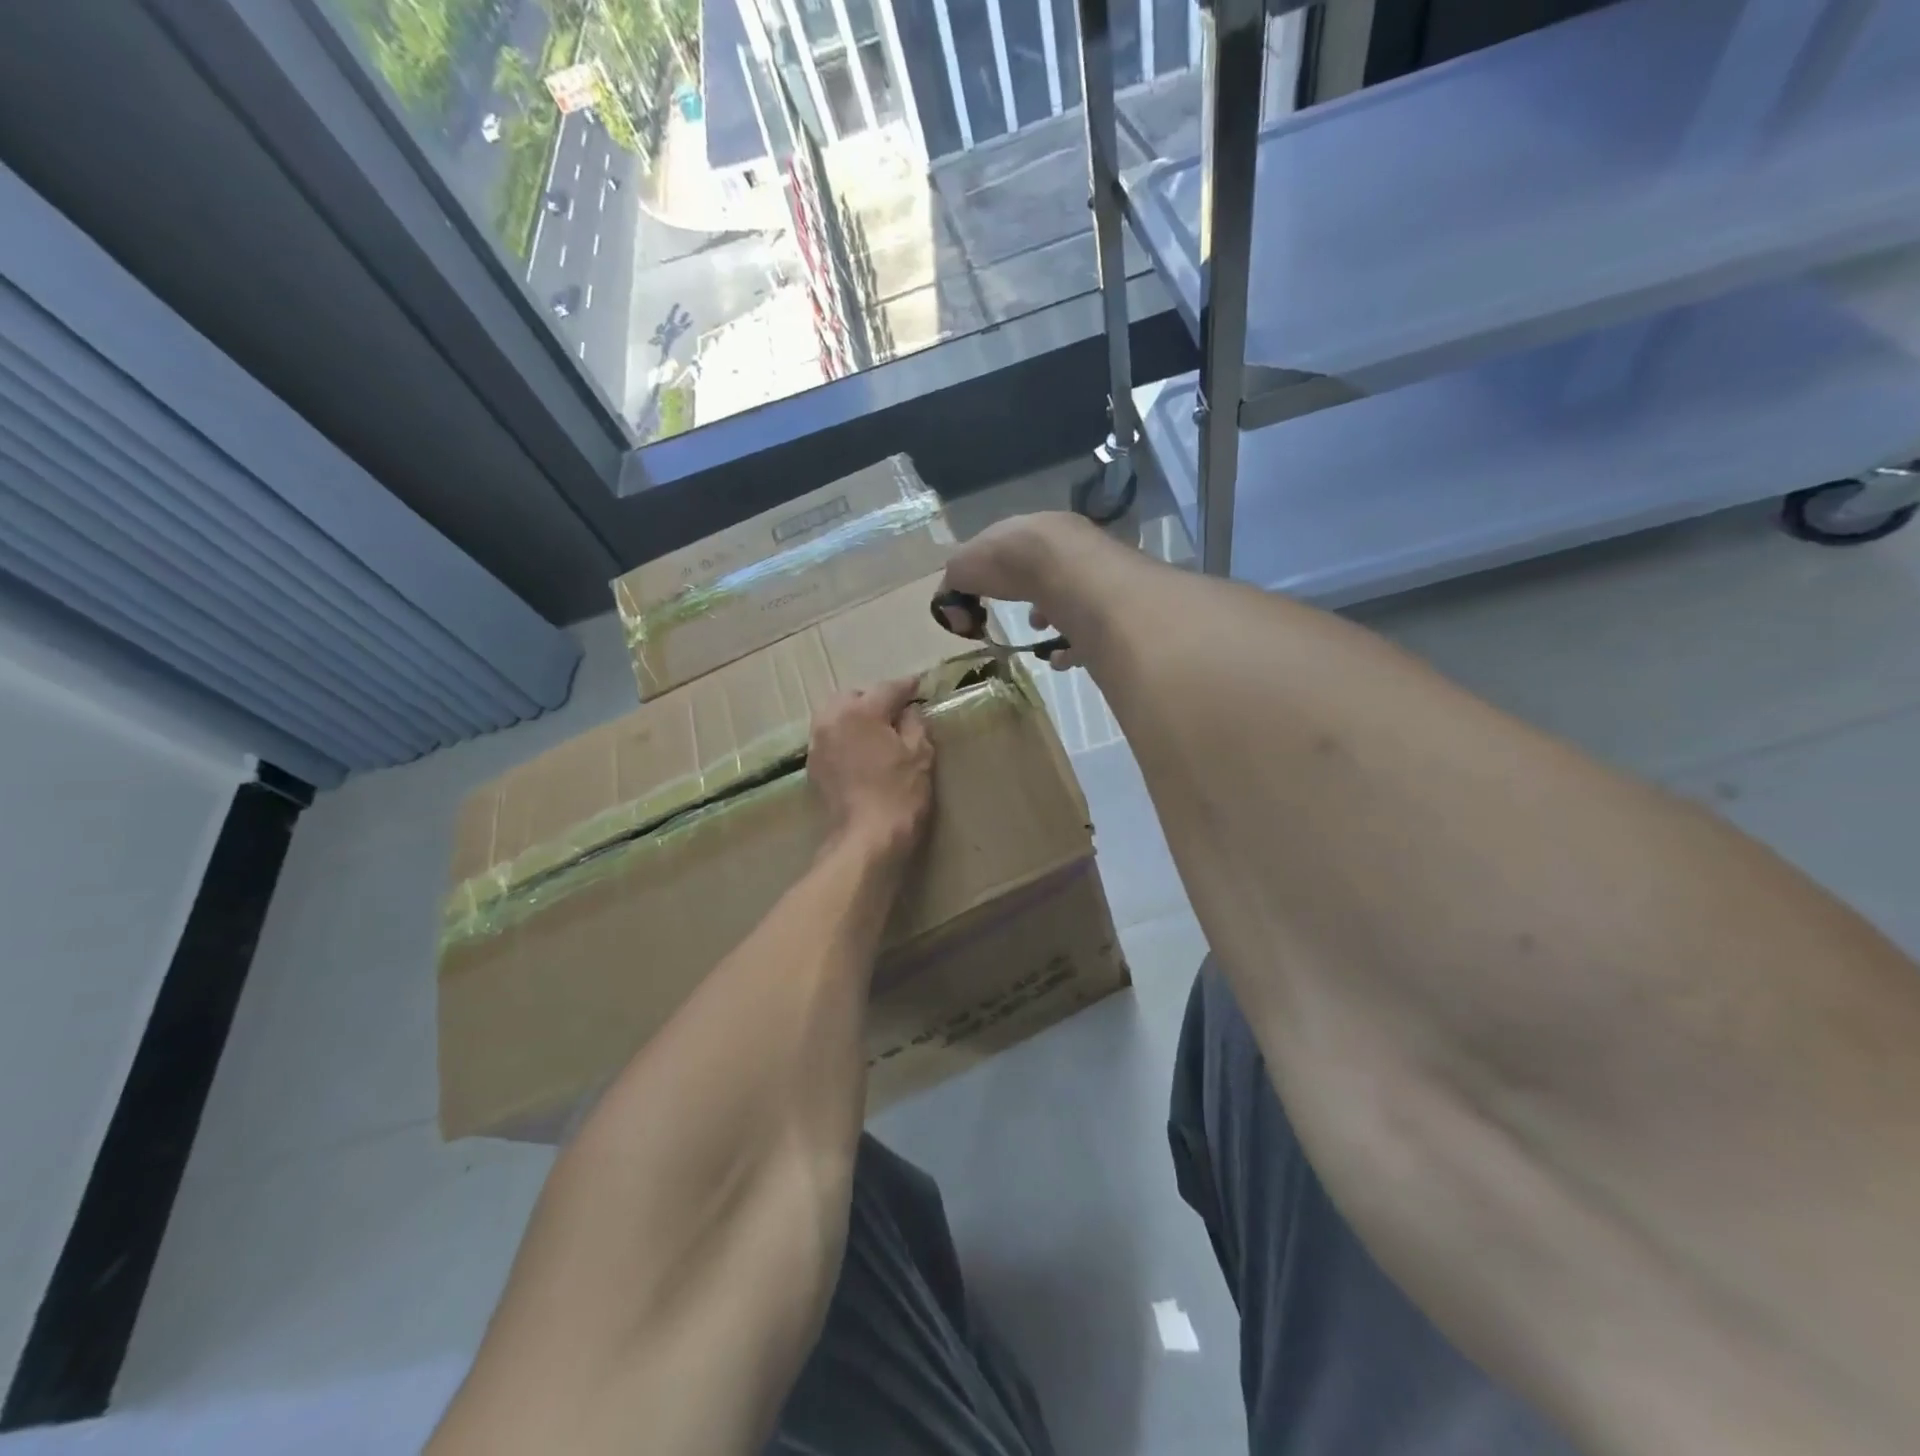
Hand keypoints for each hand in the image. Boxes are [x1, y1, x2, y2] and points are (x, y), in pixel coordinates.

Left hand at [808, 677, 933, 862]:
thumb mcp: (919, 754)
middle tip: (896, 712)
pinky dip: (845, 737)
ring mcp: (818, 743)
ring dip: (855, 717)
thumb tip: (908, 711)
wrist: (866, 838)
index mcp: (860, 711)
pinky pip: (830, 738)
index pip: (887, 689)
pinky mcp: (813, 765)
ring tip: (876, 730)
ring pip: (836, 716)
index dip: (907, 687)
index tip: (918, 686)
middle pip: (854, 697)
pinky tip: (861, 751)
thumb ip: (914, 724)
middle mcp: (832, 719)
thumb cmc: (899, 794)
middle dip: (874, 700)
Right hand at [941, 513, 1125, 671]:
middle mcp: (1065, 544)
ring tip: (1040, 638)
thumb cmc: (1009, 562)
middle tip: (1021, 616)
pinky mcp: (1111, 604)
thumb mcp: (963, 567)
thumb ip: (953, 584)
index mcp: (1029, 529)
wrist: (1067, 570)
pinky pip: (1090, 629)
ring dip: (1053, 618)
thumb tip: (954, 612)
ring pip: (1070, 598)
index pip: (1012, 547)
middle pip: (1045, 572)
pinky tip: (1059, 659)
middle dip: (1030, 594)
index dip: (995, 572)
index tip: (984, 597)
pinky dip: (1072, 647)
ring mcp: (1092, 572)